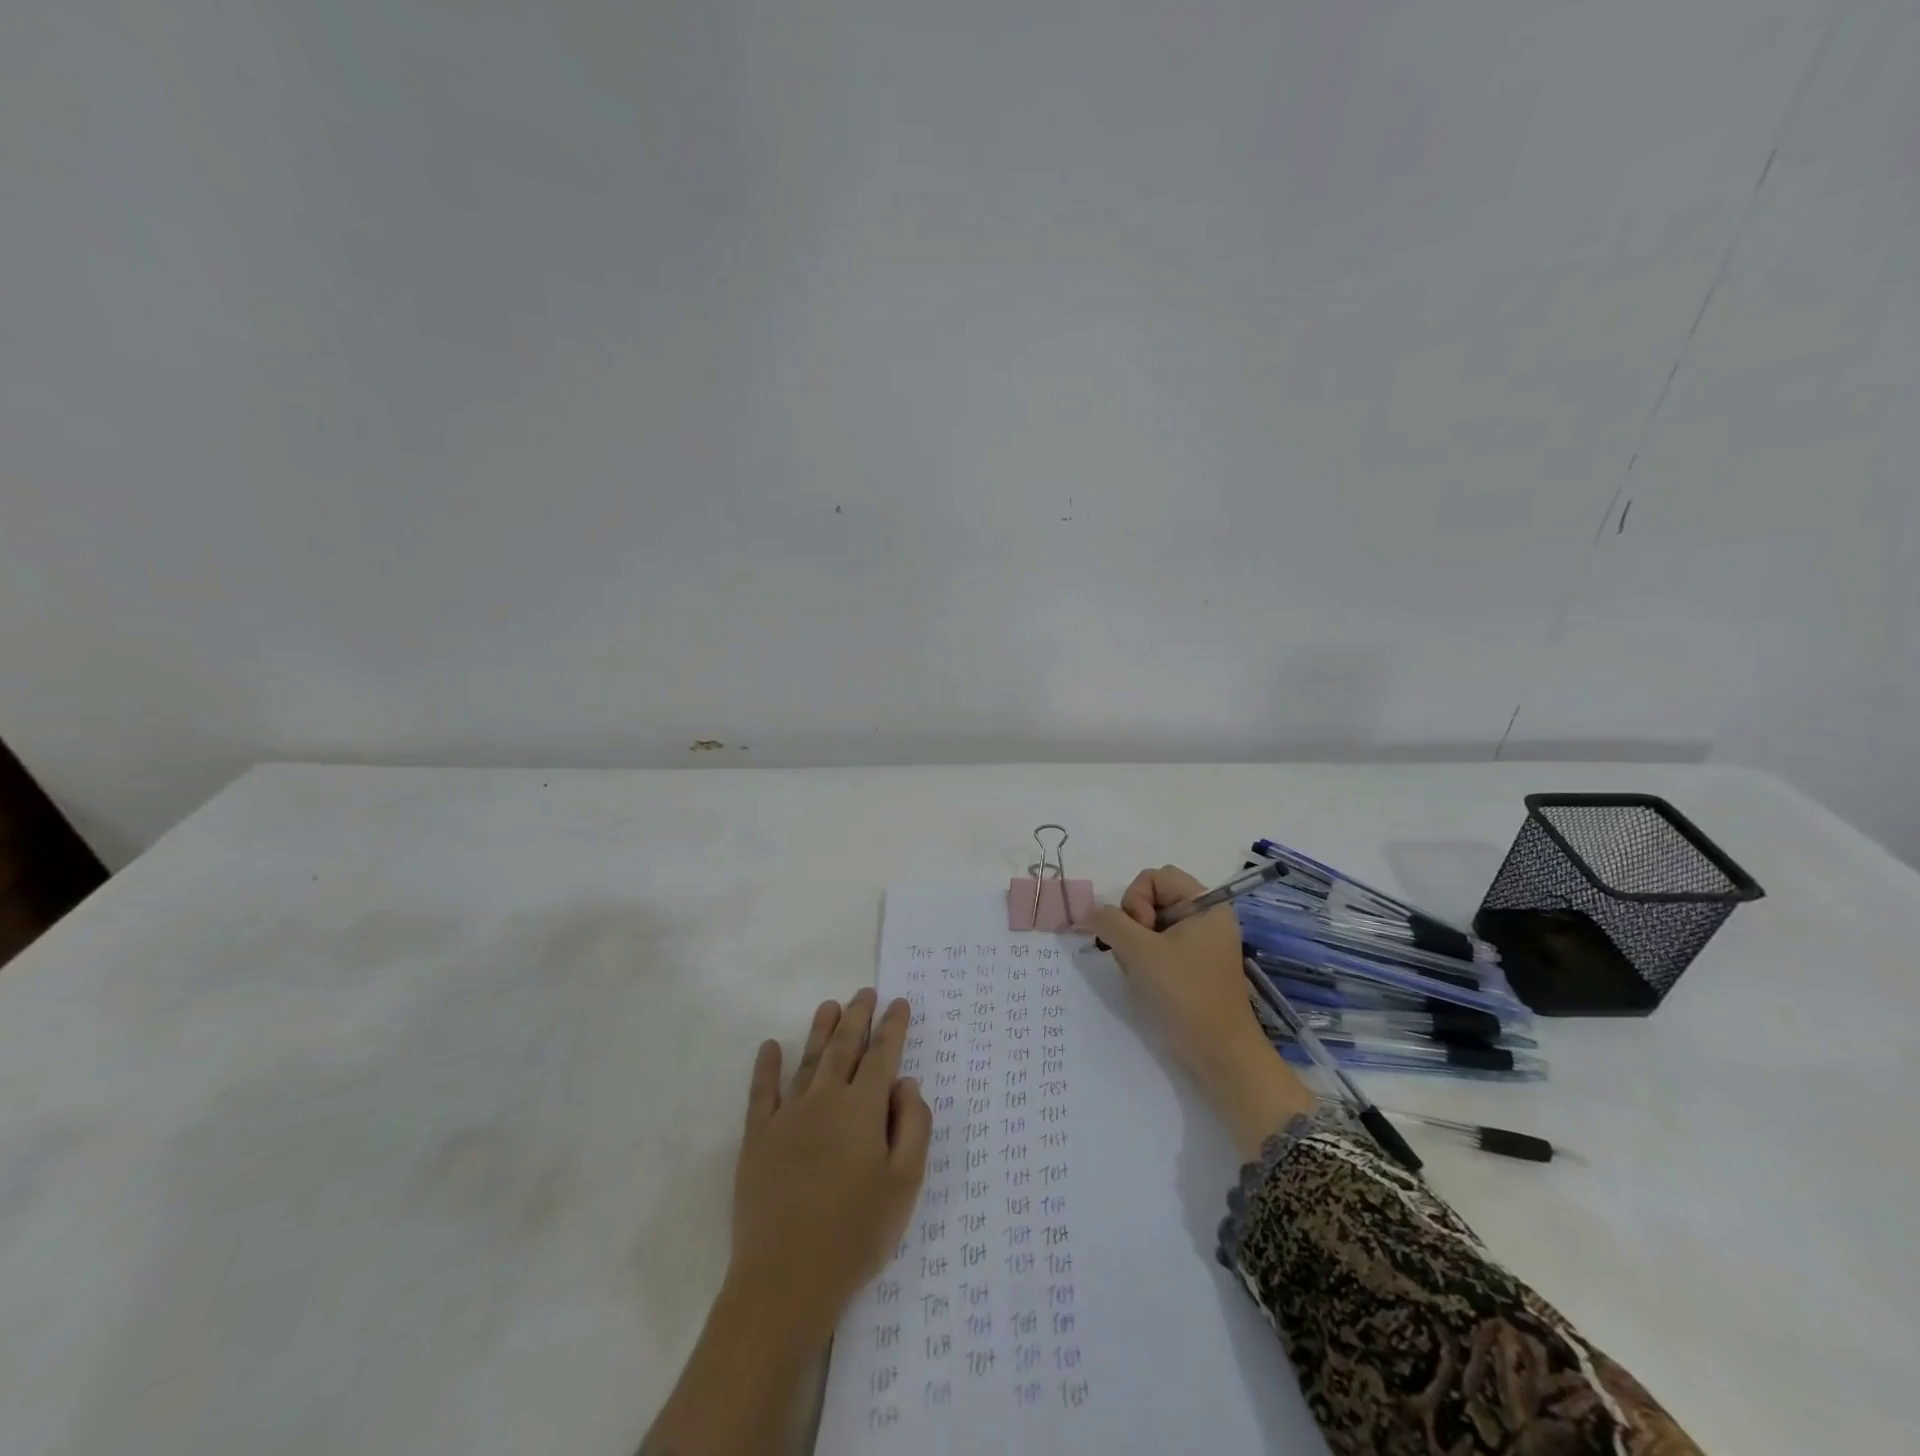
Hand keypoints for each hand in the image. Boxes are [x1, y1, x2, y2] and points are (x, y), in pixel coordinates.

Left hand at [727, 989, 930, 1344]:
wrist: (786, 1279)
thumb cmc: (856, 1233)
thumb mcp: (905, 1184)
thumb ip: (913, 1127)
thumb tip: (907, 1083)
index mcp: (863, 1109)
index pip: (882, 1056)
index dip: (893, 1027)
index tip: (899, 1003)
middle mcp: (825, 1100)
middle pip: (844, 1047)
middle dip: (858, 1016)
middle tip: (865, 992)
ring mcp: (787, 1116)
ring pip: (808, 1060)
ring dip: (820, 1030)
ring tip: (829, 1005)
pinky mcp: (758, 1139)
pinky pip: (762, 1092)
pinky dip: (767, 1067)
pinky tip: (770, 1047)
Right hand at [1090, 866, 1316, 1157]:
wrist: (1219, 1055)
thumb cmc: (1184, 995)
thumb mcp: (1139, 952)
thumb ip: (1110, 922)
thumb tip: (1091, 912)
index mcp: (1205, 904)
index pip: (1154, 877)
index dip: (1136, 899)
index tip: (1140, 934)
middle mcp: (1206, 917)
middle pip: (1152, 899)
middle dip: (1133, 923)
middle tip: (1136, 954)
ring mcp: (1201, 943)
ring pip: (1150, 925)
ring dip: (1135, 945)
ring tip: (1141, 972)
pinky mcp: (1193, 967)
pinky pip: (1158, 947)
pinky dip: (1144, 960)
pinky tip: (1146, 983)